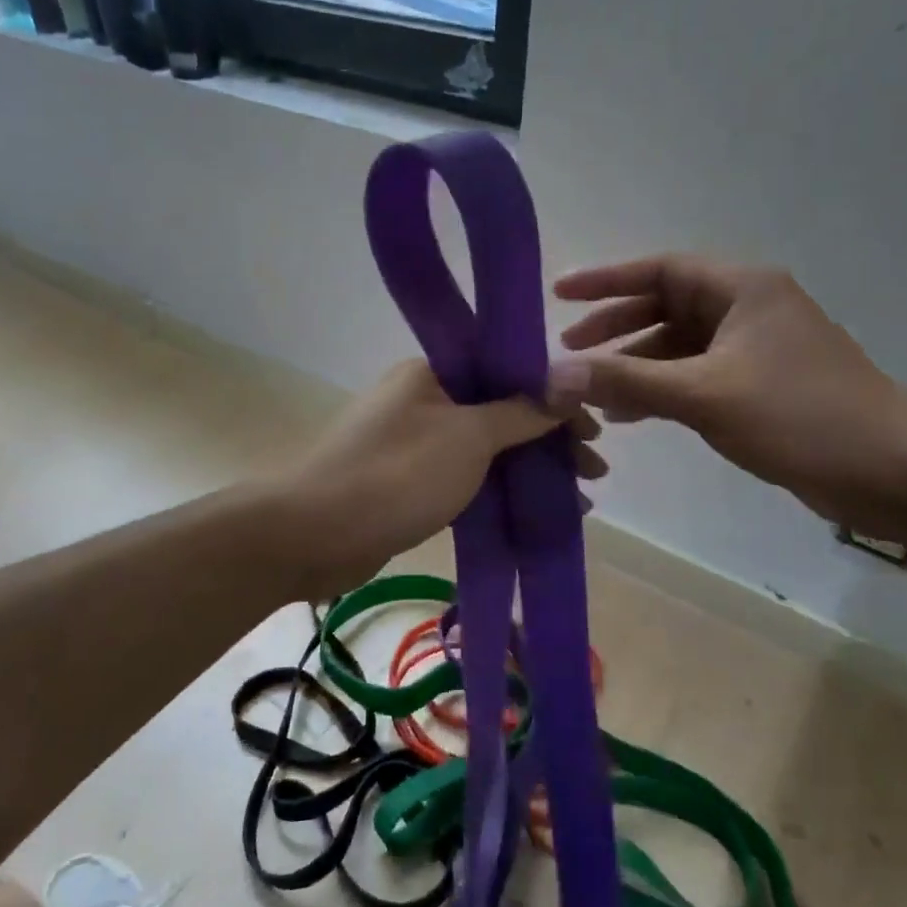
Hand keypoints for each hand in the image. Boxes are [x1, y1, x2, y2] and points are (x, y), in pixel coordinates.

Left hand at [271, 360, 604, 597]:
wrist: (312, 534)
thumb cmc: (396, 474)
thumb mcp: (469, 437)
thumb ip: (523, 410)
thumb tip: (575, 376)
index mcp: (433, 371)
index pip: (509, 371)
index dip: (556, 399)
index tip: (593, 431)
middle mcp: (423, 398)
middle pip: (502, 410)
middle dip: (550, 439)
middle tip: (594, 471)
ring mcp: (414, 441)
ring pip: (487, 447)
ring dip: (530, 468)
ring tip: (577, 498)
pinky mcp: (408, 481)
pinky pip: (466, 477)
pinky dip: (500, 490)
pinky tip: (532, 510)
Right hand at [550, 255, 906, 540]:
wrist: (891, 469)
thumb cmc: (799, 416)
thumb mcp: (704, 395)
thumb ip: (627, 380)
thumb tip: (555, 374)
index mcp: (742, 288)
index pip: (659, 269)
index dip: (605, 280)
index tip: (558, 293)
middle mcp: (749, 307)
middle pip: (666, 305)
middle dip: (616, 326)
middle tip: (570, 349)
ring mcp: (756, 347)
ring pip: (680, 345)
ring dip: (637, 364)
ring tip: (593, 391)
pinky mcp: (761, 384)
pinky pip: (697, 375)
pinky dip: (663, 389)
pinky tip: (631, 413)